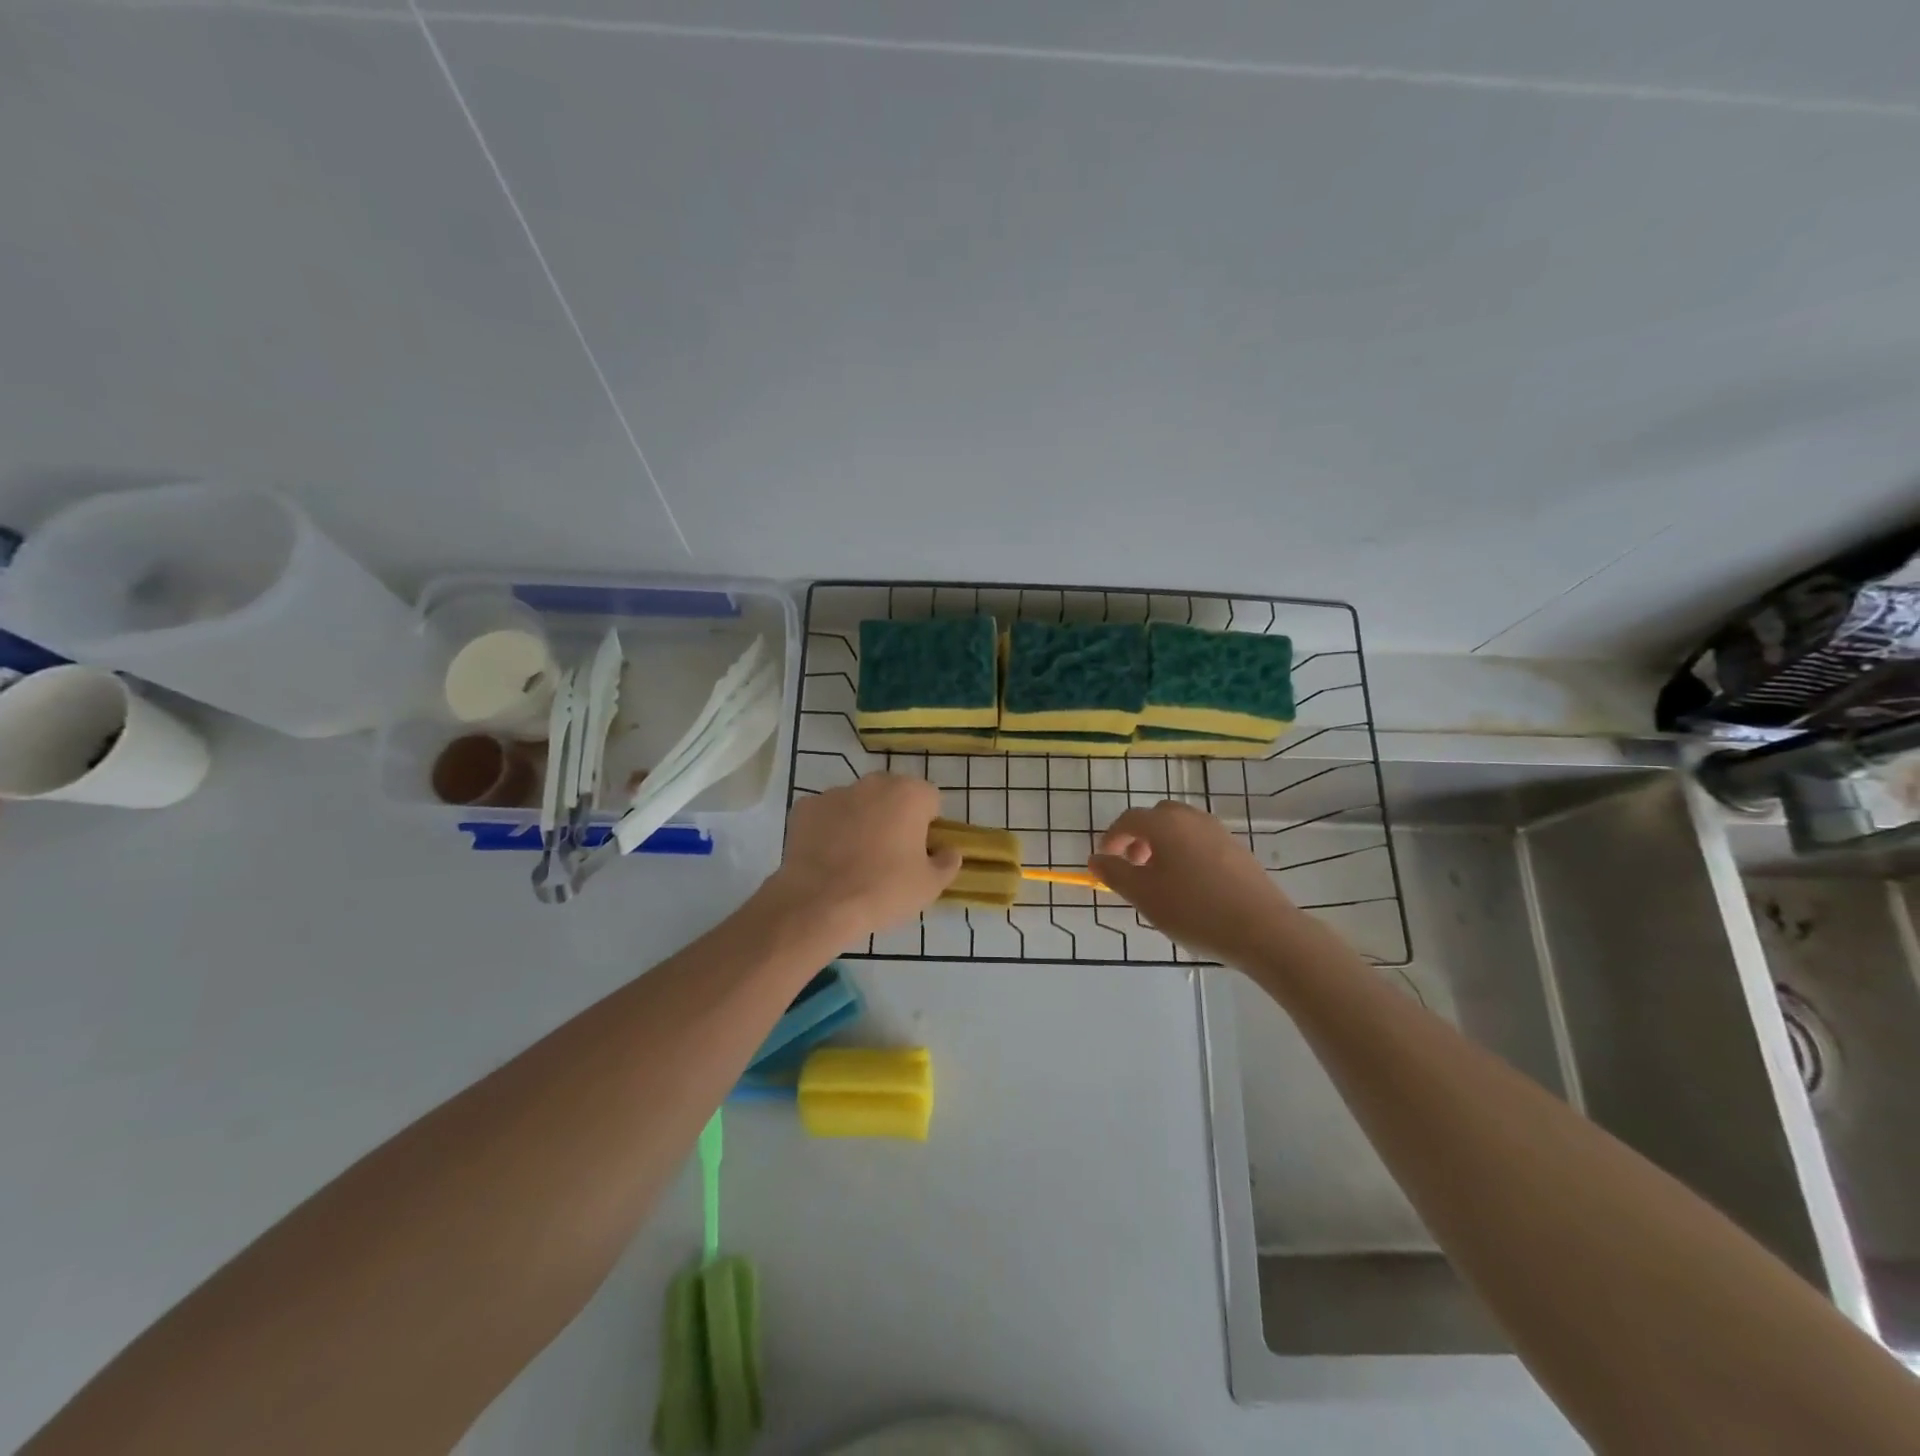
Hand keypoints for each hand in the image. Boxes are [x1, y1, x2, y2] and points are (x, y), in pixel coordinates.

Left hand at [763, 774, 961, 941]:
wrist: (819, 904)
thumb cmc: (884, 890)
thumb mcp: (930, 886)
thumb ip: (947, 862)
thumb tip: (948, 851)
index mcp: (909, 794)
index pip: (930, 799)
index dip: (928, 825)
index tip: (920, 851)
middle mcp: (873, 783)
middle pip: (893, 795)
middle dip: (894, 816)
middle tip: (889, 855)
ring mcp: (835, 792)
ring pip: (858, 802)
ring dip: (861, 820)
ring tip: (854, 859)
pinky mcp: (805, 807)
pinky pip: (826, 815)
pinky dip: (829, 829)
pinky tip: (827, 858)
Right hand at [1091, 800, 1297, 964]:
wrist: (1262, 929)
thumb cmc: (1193, 910)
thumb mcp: (1144, 895)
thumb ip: (1115, 873)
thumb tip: (1097, 858)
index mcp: (1165, 824)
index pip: (1129, 819)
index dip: (1112, 838)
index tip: (1105, 861)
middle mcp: (1191, 819)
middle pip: (1157, 817)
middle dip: (1139, 837)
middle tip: (1134, 866)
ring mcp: (1219, 832)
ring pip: (1181, 828)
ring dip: (1164, 844)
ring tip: (1161, 878)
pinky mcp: (1238, 850)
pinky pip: (1201, 841)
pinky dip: (1186, 853)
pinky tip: (1191, 886)